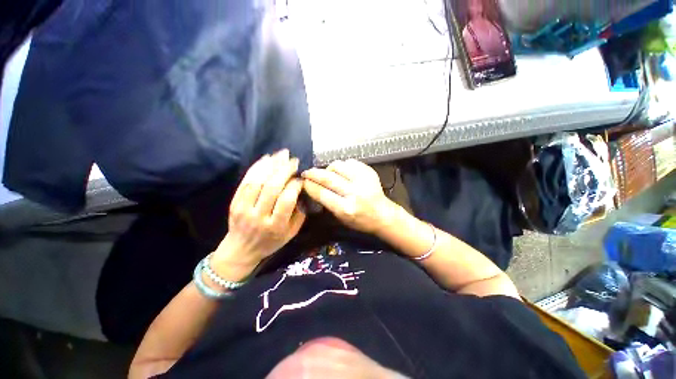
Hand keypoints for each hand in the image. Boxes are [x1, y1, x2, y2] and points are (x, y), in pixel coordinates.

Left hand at [213, 150, 305, 279]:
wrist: (241, 250)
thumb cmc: (271, 242)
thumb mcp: (291, 233)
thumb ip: (299, 213)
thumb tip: (303, 191)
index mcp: (276, 226)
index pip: (287, 200)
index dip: (295, 185)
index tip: (301, 178)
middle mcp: (259, 216)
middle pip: (272, 188)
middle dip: (284, 170)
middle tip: (293, 160)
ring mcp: (244, 208)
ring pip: (258, 181)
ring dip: (271, 165)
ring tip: (281, 155)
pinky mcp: (234, 202)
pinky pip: (245, 181)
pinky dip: (257, 167)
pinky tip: (266, 158)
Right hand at [302, 159, 395, 233]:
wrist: (383, 214)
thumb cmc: (360, 220)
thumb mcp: (341, 218)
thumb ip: (327, 203)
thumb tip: (313, 187)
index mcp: (346, 208)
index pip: (322, 193)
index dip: (310, 186)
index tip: (303, 181)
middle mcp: (354, 193)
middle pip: (328, 178)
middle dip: (313, 173)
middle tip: (307, 172)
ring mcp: (363, 180)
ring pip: (338, 166)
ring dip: (328, 168)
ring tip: (327, 173)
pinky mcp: (369, 172)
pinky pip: (350, 162)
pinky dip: (342, 166)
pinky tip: (342, 172)